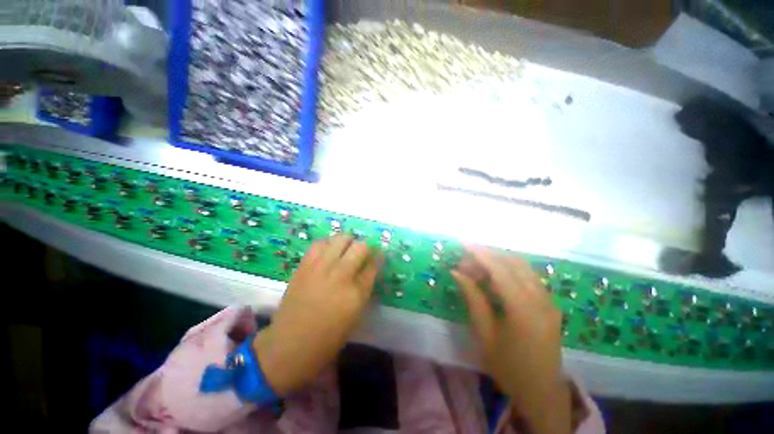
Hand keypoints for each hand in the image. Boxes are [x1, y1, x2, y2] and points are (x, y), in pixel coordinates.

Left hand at [253, 235, 380, 395]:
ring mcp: (321, 268)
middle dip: (366, 247)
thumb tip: (370, 267)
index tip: (379, 254)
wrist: (291, 344)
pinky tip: (329, 251)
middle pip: (360, 247)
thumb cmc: (329, 336)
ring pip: (341, 239)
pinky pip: (319, 243)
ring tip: (346, 249)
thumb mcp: (356, 314)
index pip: (373, 265)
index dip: (378, 257)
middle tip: (363, 253)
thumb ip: (365, 287)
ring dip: (348, 241)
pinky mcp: (305, 266)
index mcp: (357, 293)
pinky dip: (328, 243)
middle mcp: (341, 275)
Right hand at [452, 247, 571, 433]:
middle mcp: (541, 299)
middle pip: (512, 263)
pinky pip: (527, 276)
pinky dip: (508, 270)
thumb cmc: (508, 367)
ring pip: (521, 267)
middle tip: (464, 264)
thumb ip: (472, 298)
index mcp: (524, 309)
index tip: (462, 242)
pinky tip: (493, 279)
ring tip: (476, 271)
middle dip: (486, 257)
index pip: (500, 269)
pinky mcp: (549, 303)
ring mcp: (549, 300)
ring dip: (497, 262)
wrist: (541, 392)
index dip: (479, 252)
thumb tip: (457, 273)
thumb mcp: (485, 333)